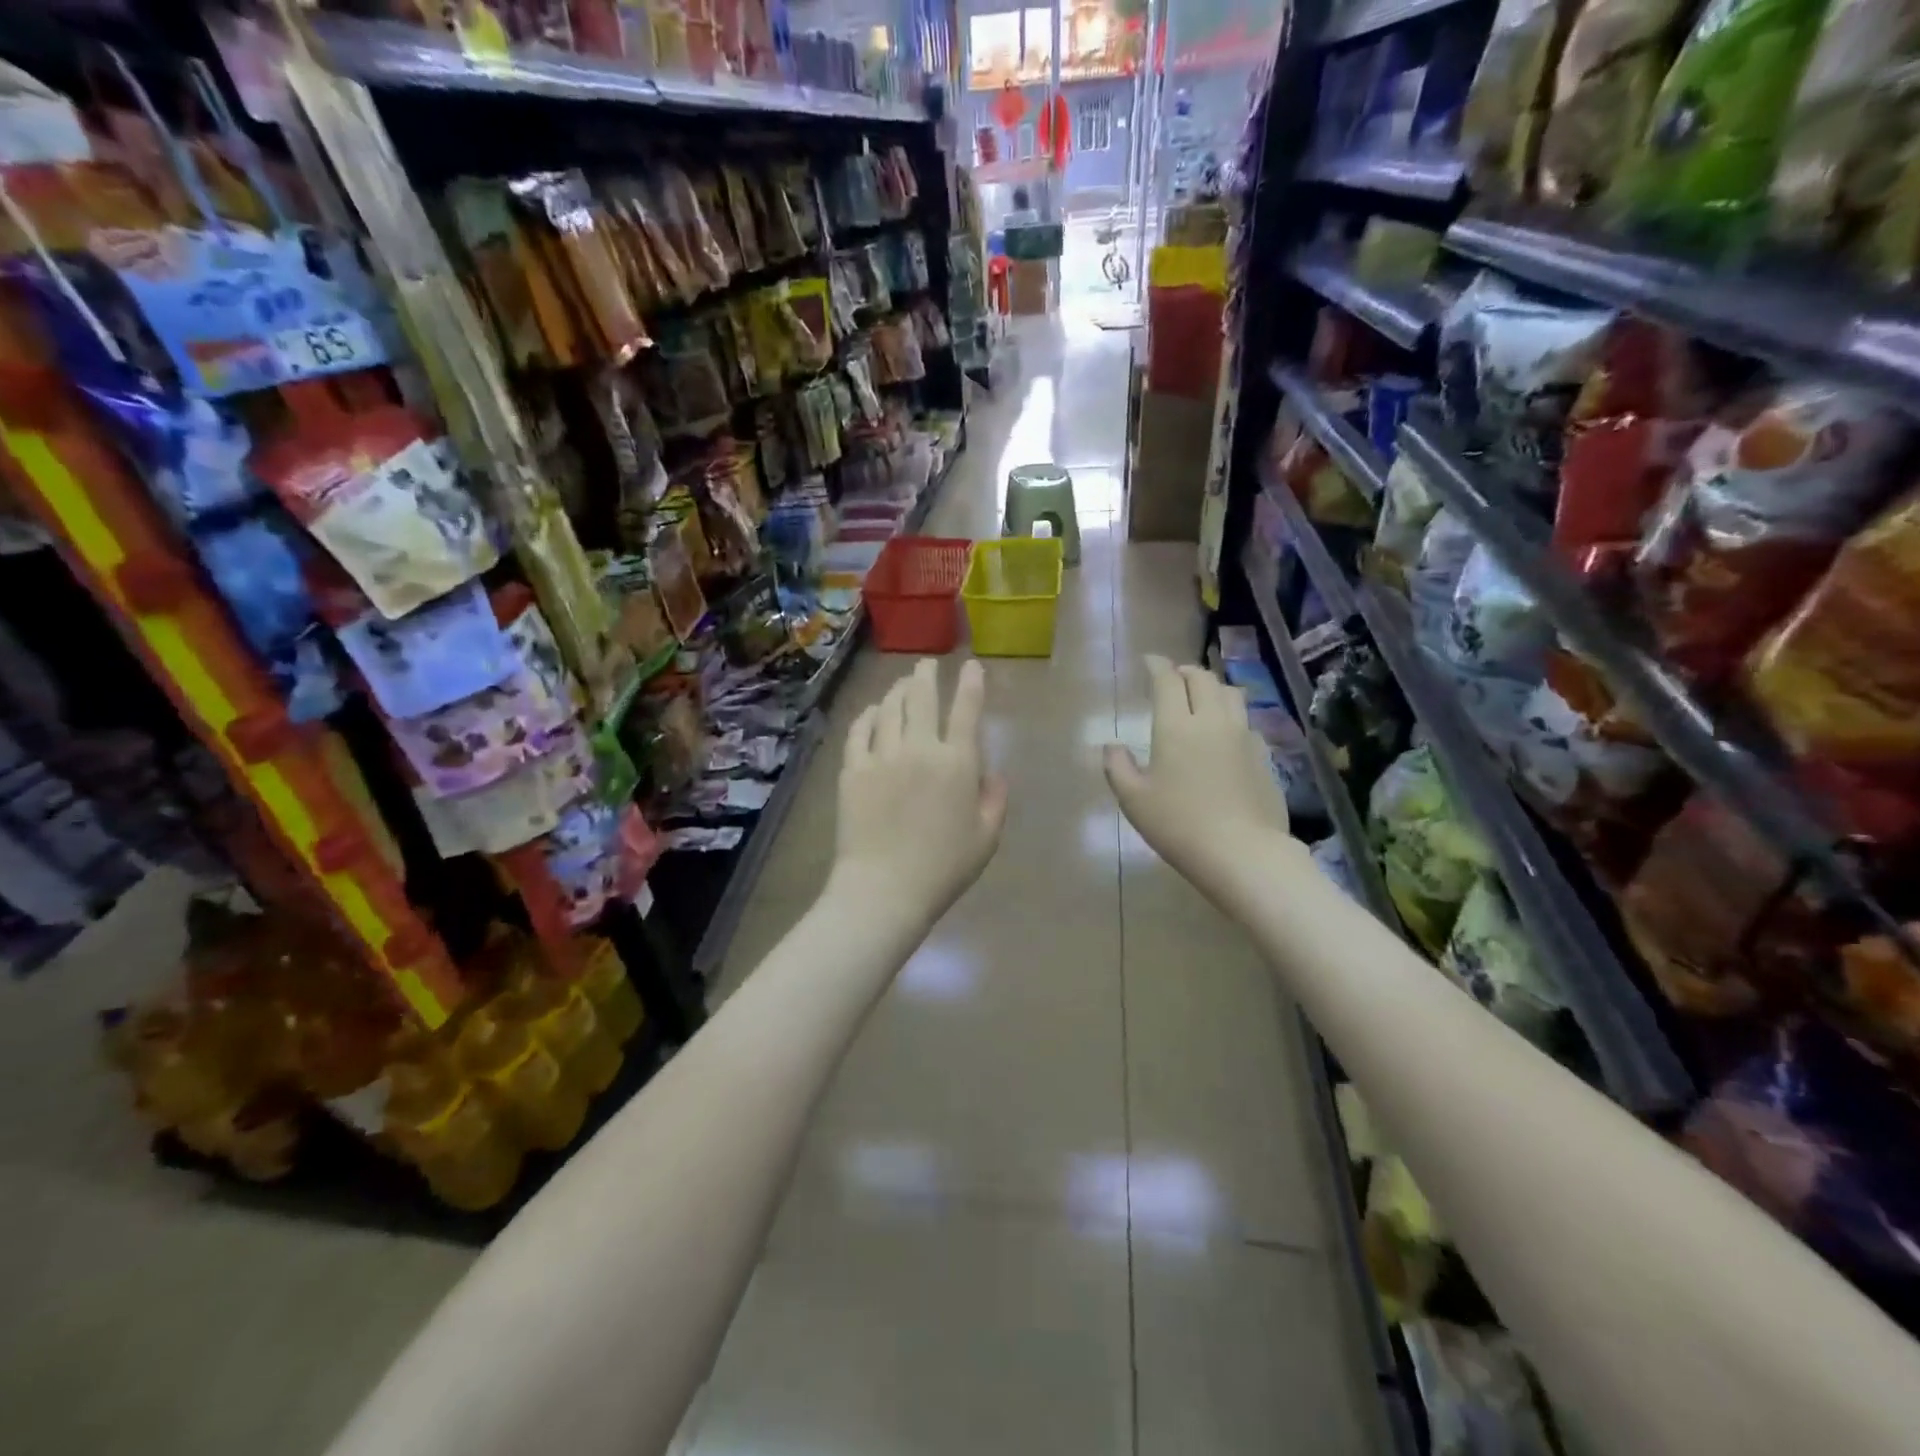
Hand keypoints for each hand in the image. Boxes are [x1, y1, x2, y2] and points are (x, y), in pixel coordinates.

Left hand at [829, 658, 1007, 926]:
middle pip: (922, 698)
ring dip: (897, 690)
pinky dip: (868, 715)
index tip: (971, 666)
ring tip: (901, 684)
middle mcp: (919, 749)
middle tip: (927, 665)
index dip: (971, 684)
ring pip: (890, 708)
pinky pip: (859, 731)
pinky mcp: (853, 770)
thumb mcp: (986, 838)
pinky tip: (872, 712)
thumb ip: (995, 800)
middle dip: (927, 675)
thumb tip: (993, 774)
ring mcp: (881, 756)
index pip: (966, 710)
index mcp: (957, 763)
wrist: (885, 888)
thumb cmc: (943, 868)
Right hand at [1104, 655, 1297, 904]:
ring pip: (1231, 694)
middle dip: (1185, 672)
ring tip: (1202, 697)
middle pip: (1203, 679)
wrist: (1243, 852)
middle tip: (1174, 677)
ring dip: (1213, 687)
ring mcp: (1243, 736)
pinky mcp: (1263, 755)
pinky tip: (1225, 733)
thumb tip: (1111, 746)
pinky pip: (1246, 721)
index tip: (1149, 660)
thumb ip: (1118, 767)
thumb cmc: (1179, 825)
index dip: (1157, 666)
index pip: (1167, 681)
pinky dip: (1231, 715)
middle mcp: (1212, 720)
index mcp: (1176, 726)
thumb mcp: (1134, 800)